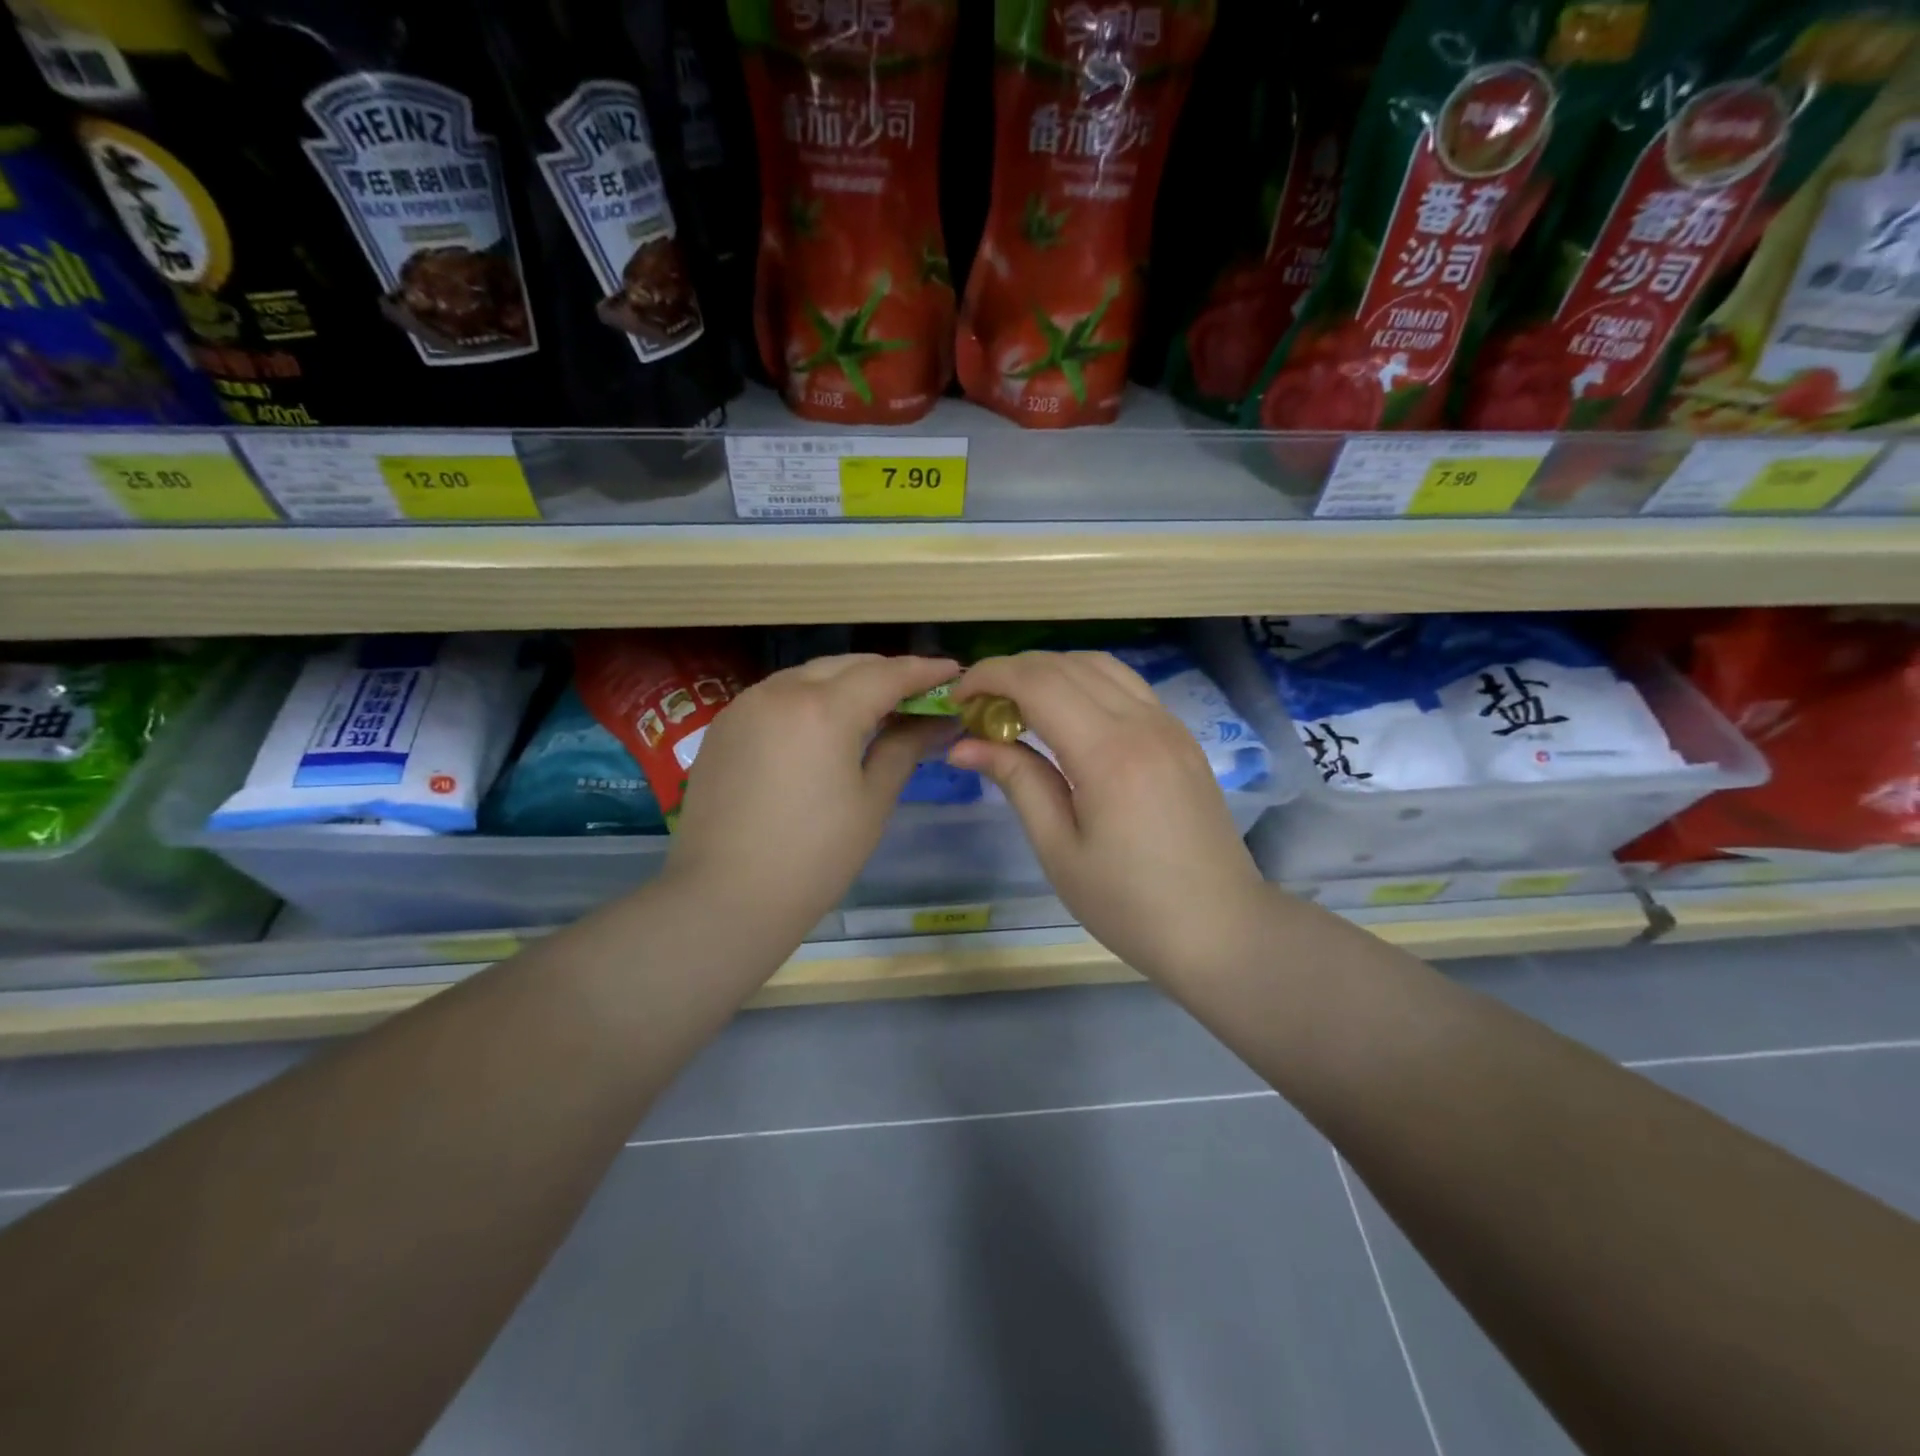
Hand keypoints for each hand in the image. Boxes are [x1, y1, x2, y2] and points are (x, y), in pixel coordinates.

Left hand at [667, 653, 958, 951]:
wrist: (725, 897)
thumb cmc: (814, 857)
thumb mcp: (872, 802)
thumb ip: (905, 748)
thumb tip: (939, 722)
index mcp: (824, 710)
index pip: (886, 674)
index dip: (924, 671)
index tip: (953, 672)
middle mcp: (781, 691)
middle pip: (846, 665)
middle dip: (886, 672)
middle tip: (918, 693)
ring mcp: (746, 705)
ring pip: (808, 675)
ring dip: (846, 682)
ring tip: (875, 706)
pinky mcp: (724, 726)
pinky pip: (778, 694)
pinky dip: (810, 697)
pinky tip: (824, 724)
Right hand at [948, 651, 1270, 982]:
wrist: (1220, 929)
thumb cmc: (1129, 904)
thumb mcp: (1059, 849)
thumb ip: (1017, 781)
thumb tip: (964, 745)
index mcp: (1108, 752)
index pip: (1038, 682)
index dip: (990, 677)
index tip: (957, 698)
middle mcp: (1142, 722)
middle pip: (1066, 664)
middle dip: (1013, 672)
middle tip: (980, 708)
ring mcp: (1168, 725)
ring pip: (1100, 666)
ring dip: (1051, 672)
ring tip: (1018, 707)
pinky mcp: (1181, 737)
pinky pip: (1126, 686)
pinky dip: (1085, 683)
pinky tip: (1066, 718)